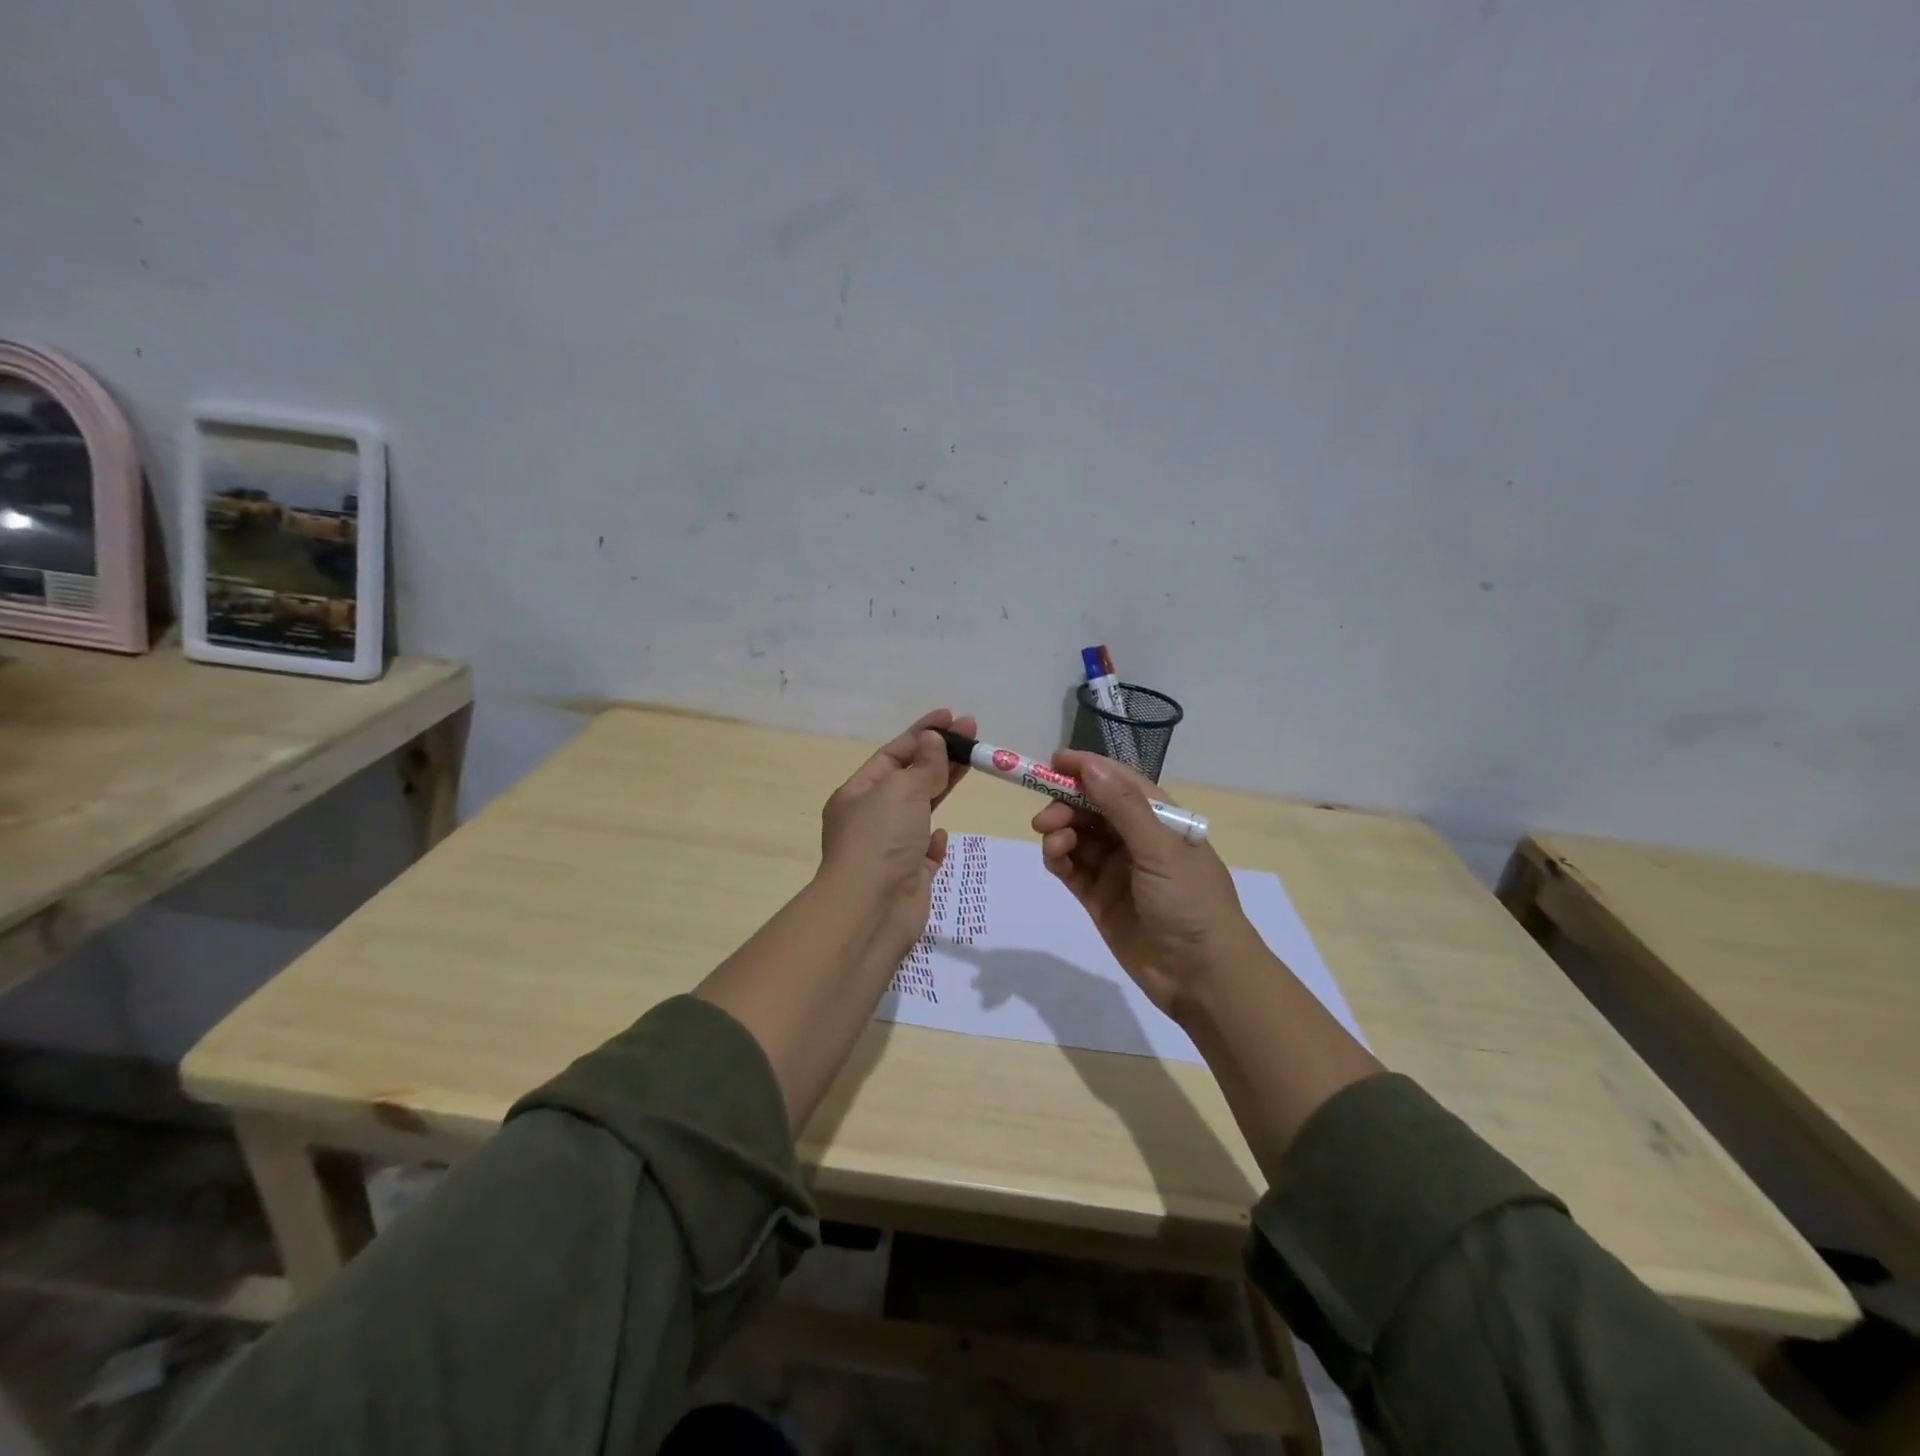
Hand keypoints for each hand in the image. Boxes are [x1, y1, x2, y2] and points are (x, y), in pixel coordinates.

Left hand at [819, 709, 974, 958]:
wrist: (871, 910)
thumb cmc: (880, 840)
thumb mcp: (901, 791)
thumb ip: (924, 766)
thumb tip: (933, 741)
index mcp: (856, 794)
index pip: (893, 754)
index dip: (922, 733)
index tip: (951, 717)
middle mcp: (870, 819)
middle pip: (909, 779)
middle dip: (939, 755)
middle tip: (972, 734)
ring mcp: (889, 849)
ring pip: (920, 811)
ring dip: (942, 788)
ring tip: (972, 764)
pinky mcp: (908, 877)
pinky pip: (923, 852)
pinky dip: (933, 840)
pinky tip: (941, 834)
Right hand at [1031, 750, 1256, 1019]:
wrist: (1203, 977)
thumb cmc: (1190, 902)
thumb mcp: (1160, 849)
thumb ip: (1122, 807)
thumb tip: (1089, 765)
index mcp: (1161, 820)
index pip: (1119, 782)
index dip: (1088, 769)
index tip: (1054, 762)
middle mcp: (1137, 840)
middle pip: (1092, 809)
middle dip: (1066, 805)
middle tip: (1044, 819)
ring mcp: (1117, 870)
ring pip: (1079, 838)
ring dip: (1061, 833)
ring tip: (1053, 844)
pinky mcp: (1100, 899)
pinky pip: (1072, 870)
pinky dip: (1059, 860)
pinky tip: (1054, 859)